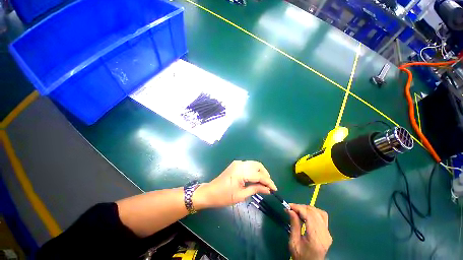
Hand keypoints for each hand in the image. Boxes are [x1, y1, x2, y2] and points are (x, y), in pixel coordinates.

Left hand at [194, 161, 276, 208]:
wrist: (210, 192)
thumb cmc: (224, 196)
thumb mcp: (241, 195)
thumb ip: (255, 189)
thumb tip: (268, 189)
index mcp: (241, 171)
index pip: (259, 175)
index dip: (268, 181)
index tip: (275, 189)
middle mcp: (240, 164)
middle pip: (258, 165)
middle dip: (265, 174)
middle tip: (269, 185)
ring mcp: (237, 163)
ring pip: (254, 164)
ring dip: (260, 171)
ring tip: (264, 182)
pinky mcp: (236, 164)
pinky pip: (248, 165)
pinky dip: (254, 170)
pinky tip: (255, 178)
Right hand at [287, 204, 331, 259]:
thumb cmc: (300, 256)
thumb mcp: (293, 243)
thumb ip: (294, 225)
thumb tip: (290, 210)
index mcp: (316, 239)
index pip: (309, 216)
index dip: (298, 208)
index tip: (288, 206)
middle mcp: (324, 234)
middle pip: (314, 213)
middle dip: (301, 207)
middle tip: (291, 208)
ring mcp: (328, 233)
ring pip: (319, 213)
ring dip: (307, 208)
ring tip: (298, 210)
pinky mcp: (328, 232)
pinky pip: (322, 217)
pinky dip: (313, 212)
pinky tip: (306, 214)